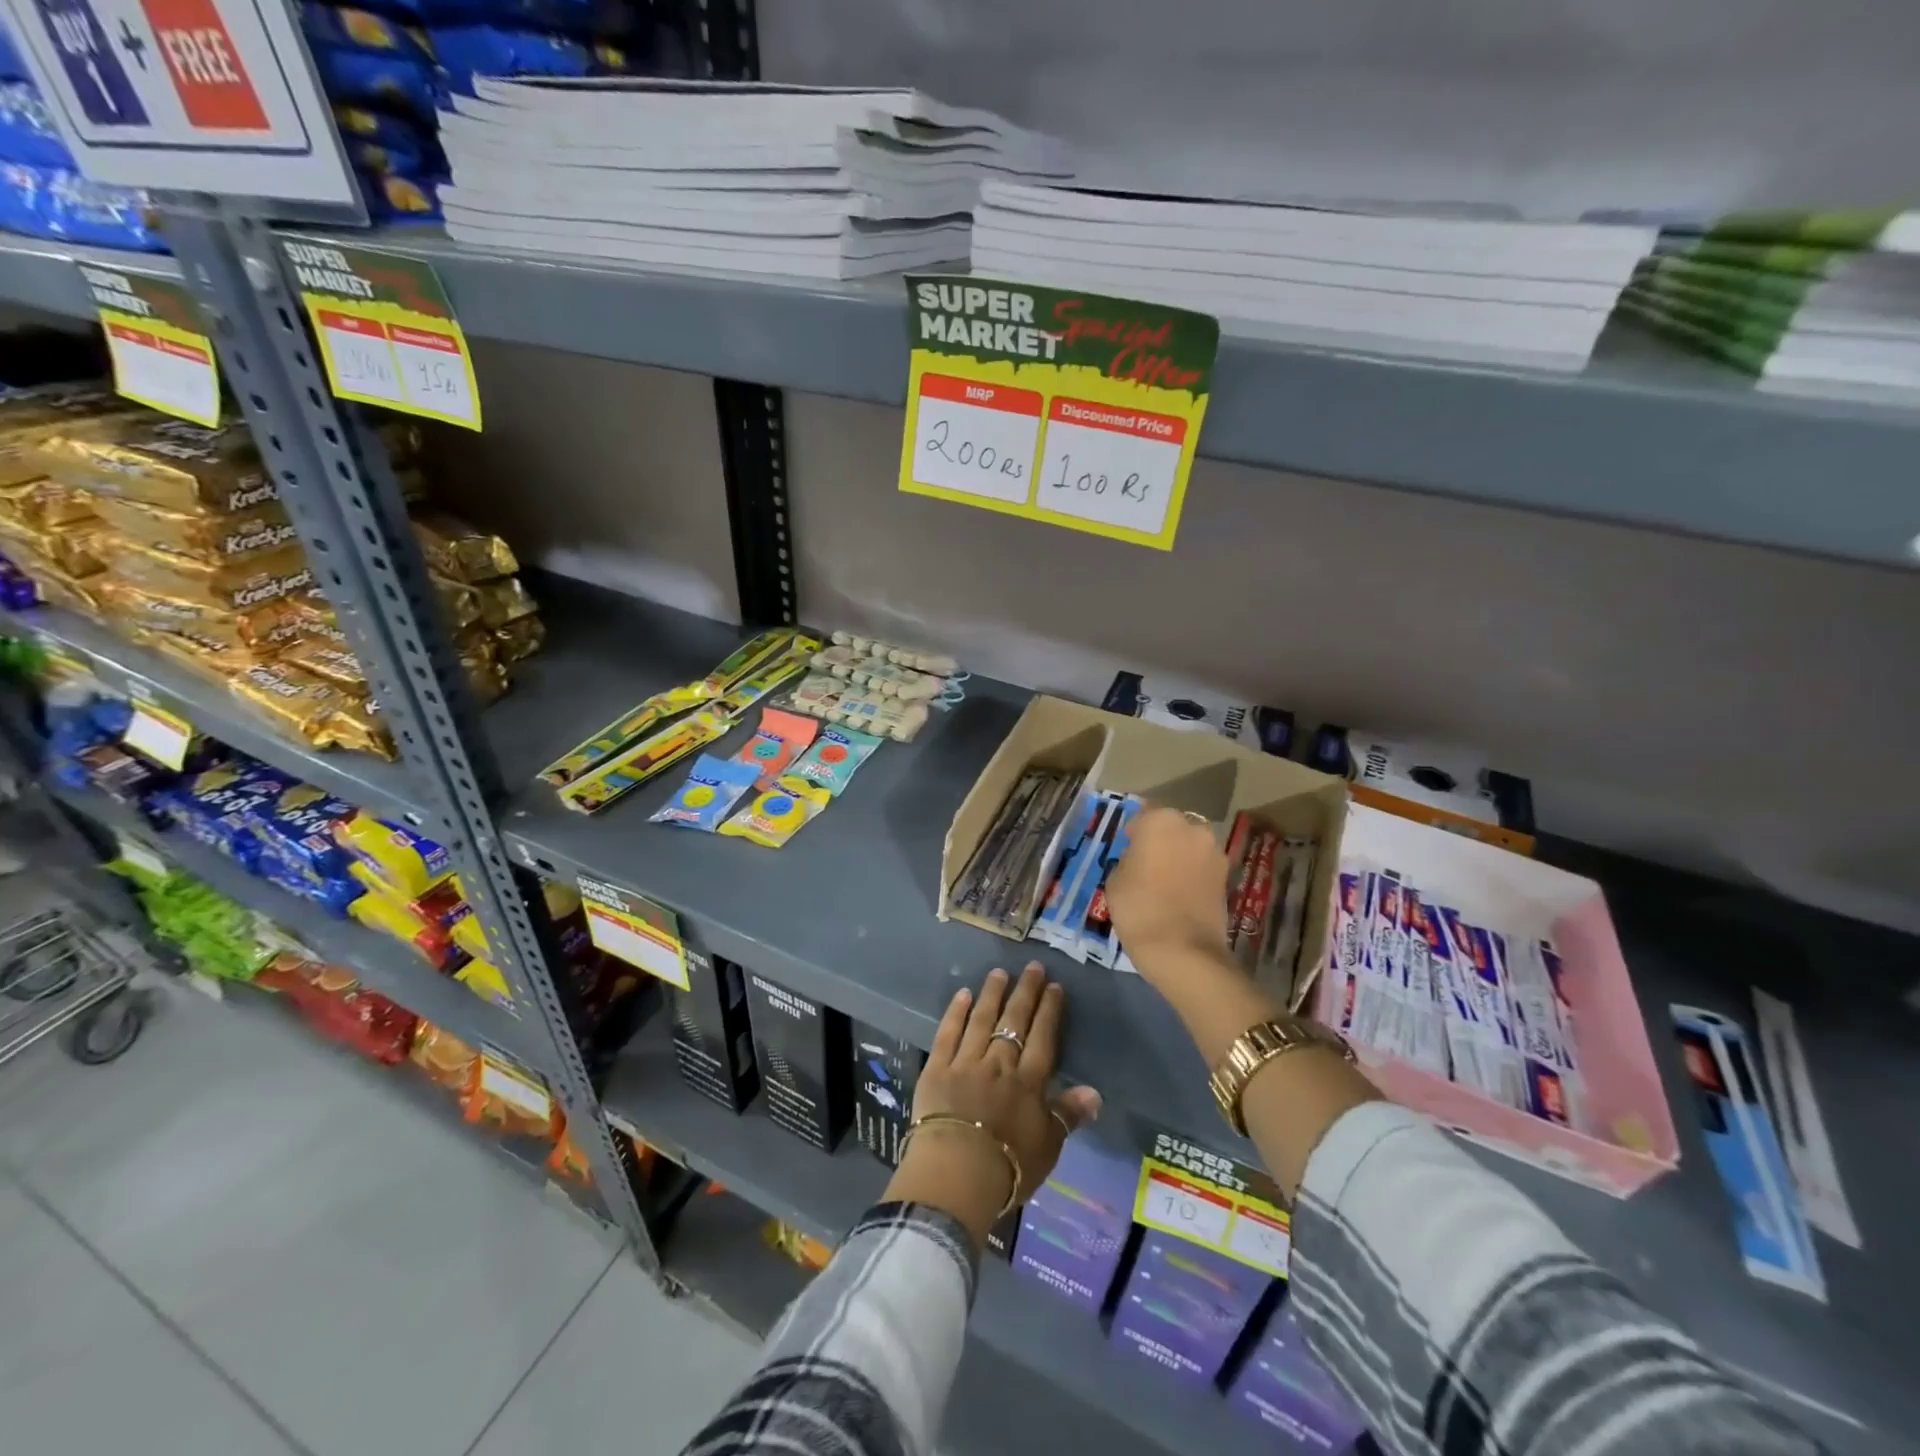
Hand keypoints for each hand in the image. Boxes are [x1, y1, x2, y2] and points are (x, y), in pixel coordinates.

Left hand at [885, 964, 1101, 1244]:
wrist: (956, 1173)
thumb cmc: (1009, 1167)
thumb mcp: (1048, 1147)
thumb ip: (1068, 1115)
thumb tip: (1095, 1092)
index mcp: (1028, 1082)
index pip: (1042, 1038)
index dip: (1049, 1011)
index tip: (1054, 986)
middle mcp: (999, 1063)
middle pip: (1014, 1021)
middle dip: (1025, 992)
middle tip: (1032, 967)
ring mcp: (966, 1062)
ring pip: (982, 1020)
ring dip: (992, 994)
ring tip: (999, 972)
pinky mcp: (936, 1069)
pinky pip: (947, 1034)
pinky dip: (956, 1013)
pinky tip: (963, 994)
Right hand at [1106, 806, 1231, 974]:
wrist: (1183, 951)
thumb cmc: (1139, 908)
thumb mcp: (1115, 879)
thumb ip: (1128, 858)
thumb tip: (1139, 858)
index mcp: (1161, 821)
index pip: (1143, 814)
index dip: (1133, 831)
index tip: (1126, 847)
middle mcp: (1193, 828)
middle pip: (1171, 827)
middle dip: (1160, 840)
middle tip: (1145, 863)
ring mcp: (1214, 853)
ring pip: (1189, 846)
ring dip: (1178, 856)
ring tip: (1163, 881)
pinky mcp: (1226, 877)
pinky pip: (1201, 867)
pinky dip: (1191, 874)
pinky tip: (1178, 894)